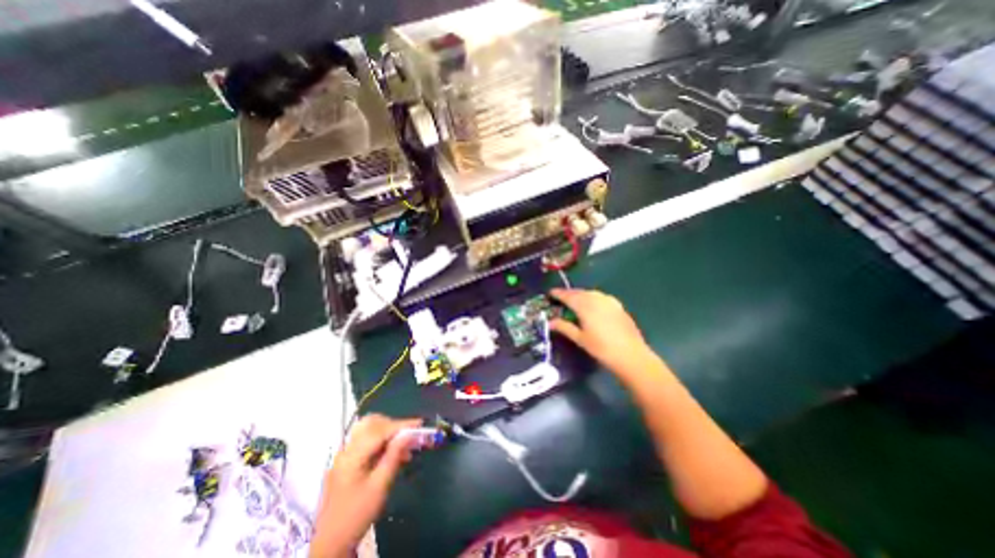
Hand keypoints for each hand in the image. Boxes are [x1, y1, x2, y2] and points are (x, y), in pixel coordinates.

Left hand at [311, 413, 417, 557]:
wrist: (331, 543)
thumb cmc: (357, 514)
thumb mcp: (380, 486)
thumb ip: (394, 455)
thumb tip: (409, 434)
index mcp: (352, 456)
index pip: (380, 430)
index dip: (401, 425)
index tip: (420, 423)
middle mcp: (346, 450)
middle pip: (372, 424)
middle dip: (394, 426)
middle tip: (411, 435)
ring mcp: (344, 455)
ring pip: (369, 430)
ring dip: (388, 432)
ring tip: (404, 445)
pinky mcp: (346, 461)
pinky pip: (366, 441)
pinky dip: (381, 441)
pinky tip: (393, 453)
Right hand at [552, 290, 657, 379]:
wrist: (631, 355)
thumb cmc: (601, 348)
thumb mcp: (580, 339)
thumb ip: (564, 327)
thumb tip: (550, 322)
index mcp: (585, 306)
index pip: (568, 296)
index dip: (558, 293)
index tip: (550, 293)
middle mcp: (596, 299)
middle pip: (579, 292)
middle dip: (569, 294)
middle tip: (560, 298)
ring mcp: (609, 301)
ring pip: (590, 293)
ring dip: (580, 295)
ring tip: (574, 302)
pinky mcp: (618, 306)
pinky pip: (600, 297)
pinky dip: (592, 298)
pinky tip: (592, 305)